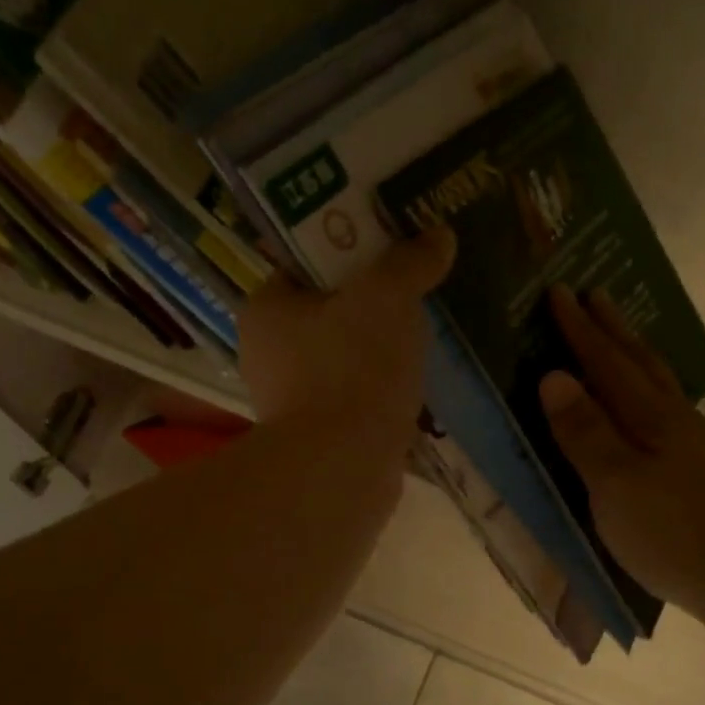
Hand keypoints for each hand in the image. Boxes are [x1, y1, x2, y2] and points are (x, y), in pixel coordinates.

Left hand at [238, 229, 455, 437]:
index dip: (346, 251)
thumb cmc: (352, 368)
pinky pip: (354, 399)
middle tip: (414, 292)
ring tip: (422, 337)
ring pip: (342, 359)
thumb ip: (410, 262)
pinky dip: (379, 391)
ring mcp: (291, 402)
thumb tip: (439, 236)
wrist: (344, 469)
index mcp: (265, 311)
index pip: (303, 266)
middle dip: (370, 304)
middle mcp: (267, 356)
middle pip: (326, 313)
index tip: (389, 249)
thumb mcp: (386, 297)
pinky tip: (412, 385)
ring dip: (378, 351)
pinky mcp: (318, 438)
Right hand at [539, 287, 704, 631]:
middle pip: (642, 363)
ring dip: (639, 357)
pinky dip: (657, 395)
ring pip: (664, 387)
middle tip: (594, 295)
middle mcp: (678, 421)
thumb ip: (584, 431)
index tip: (559, 292)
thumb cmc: (673, 533)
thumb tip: (555, 376)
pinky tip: (660, 412)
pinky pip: (674, 414)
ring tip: (624, 342)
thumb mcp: (614, 484)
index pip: (607, 364)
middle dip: (613, 330)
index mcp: (650, 419)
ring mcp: (701, 446)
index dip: (580, 331)